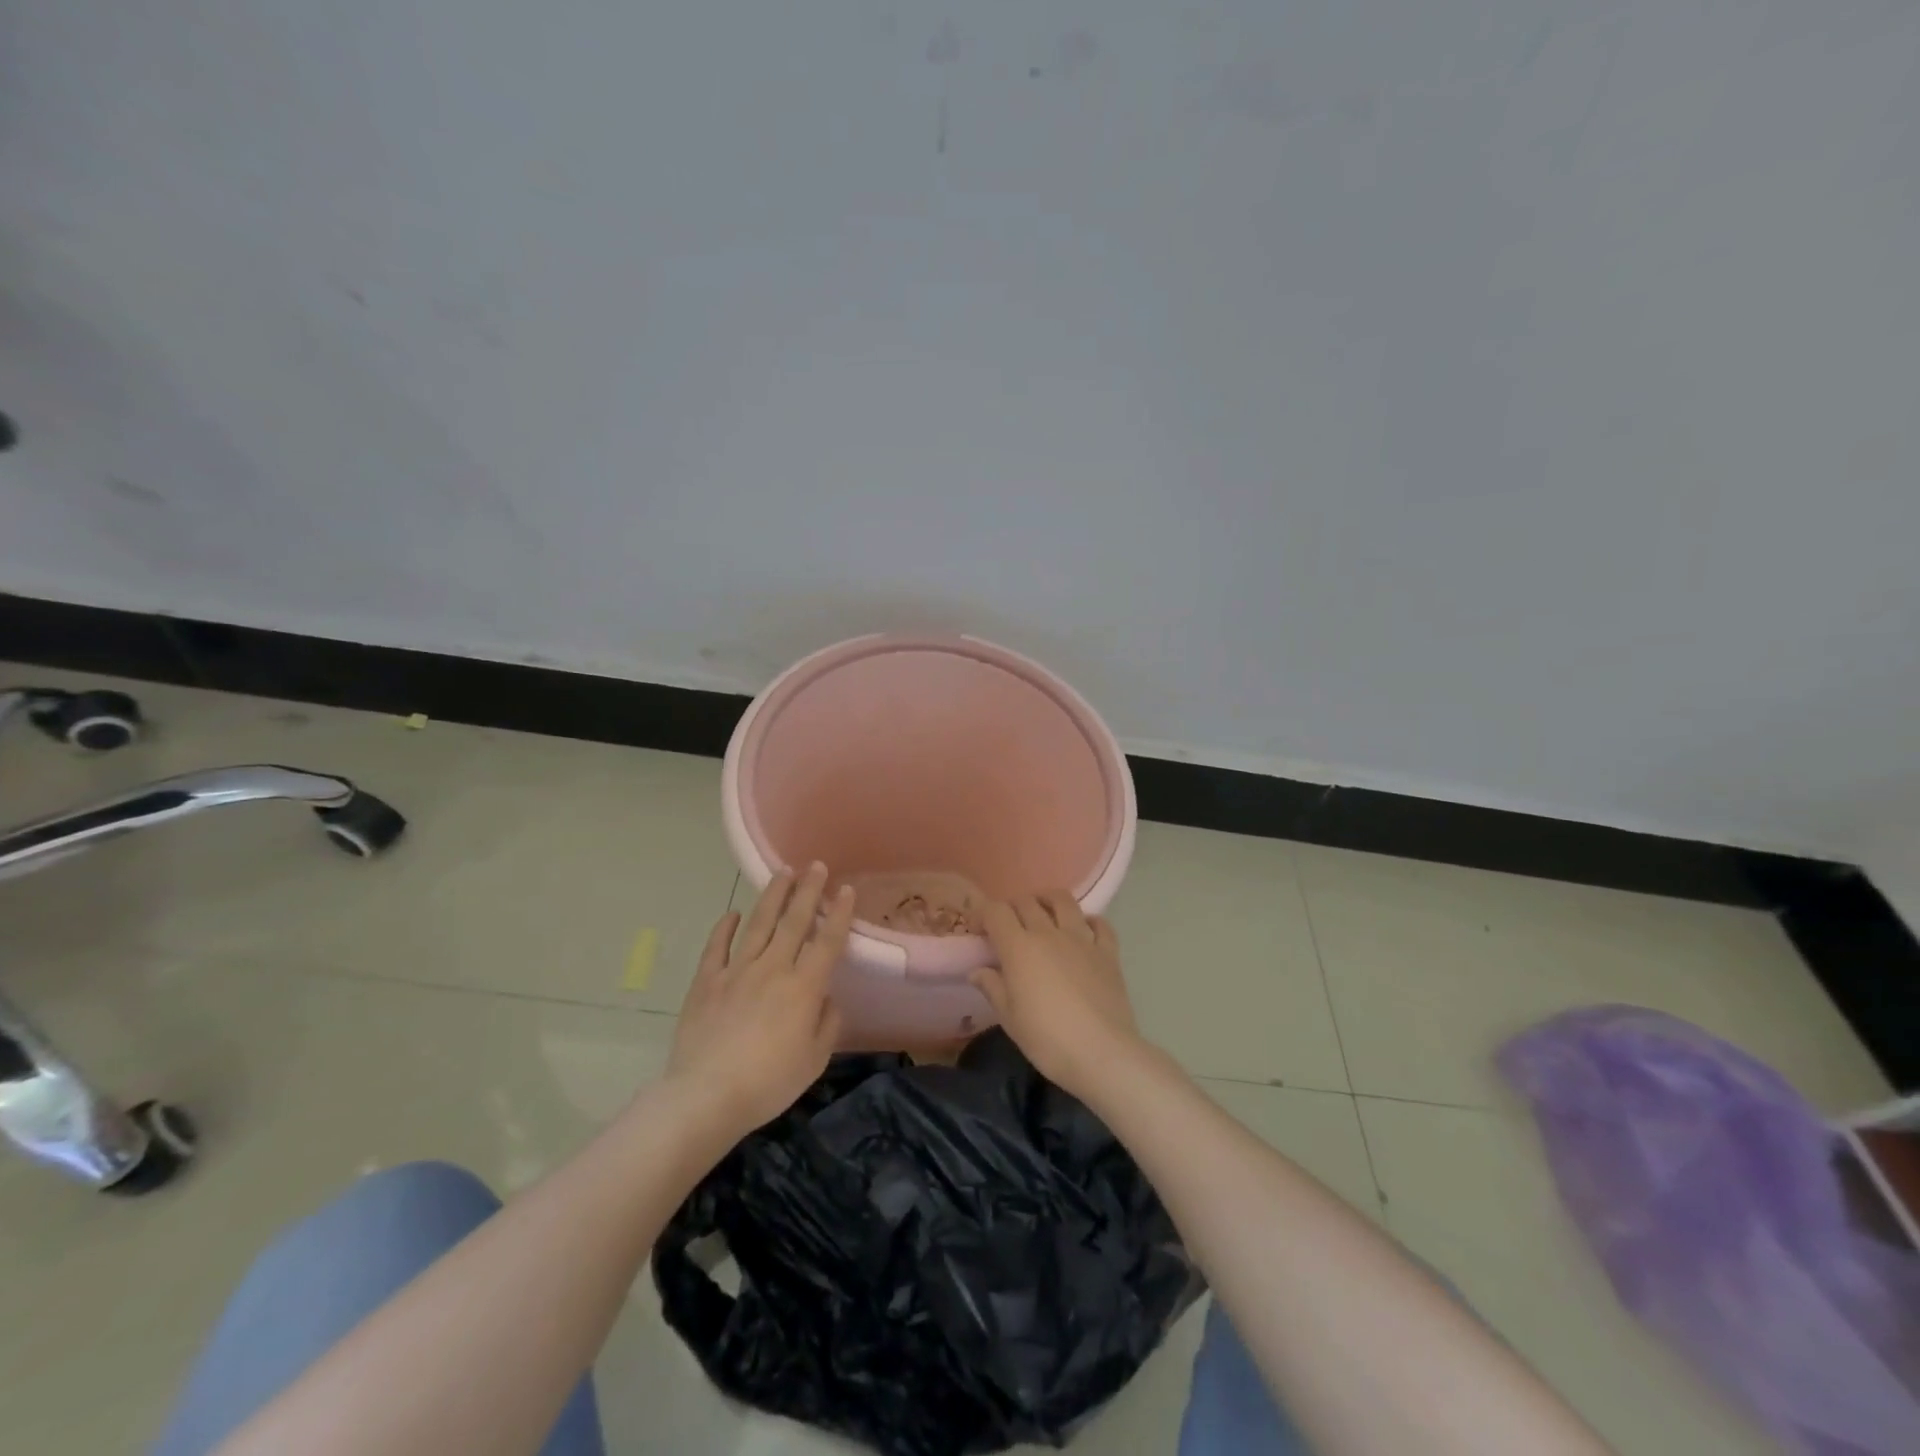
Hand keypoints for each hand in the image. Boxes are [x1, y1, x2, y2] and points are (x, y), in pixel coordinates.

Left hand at [668, 863, 852, 1135]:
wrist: (706, 1096)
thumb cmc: (768, 1082)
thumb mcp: (814, 1060)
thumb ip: (827, 1023)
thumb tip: (826, 999)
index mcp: (803, 987)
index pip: (827, 941)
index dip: (839, 913)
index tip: (846, 889)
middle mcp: (772, 968)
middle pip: (794, 921)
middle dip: (807, 890)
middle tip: (816, 865)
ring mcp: (736, 971)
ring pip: (758, 924)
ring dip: (772, 896)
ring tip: (782, 872)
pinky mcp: (706, 982)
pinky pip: (717, 947)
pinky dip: (725, 927)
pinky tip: (733, 914)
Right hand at [973, 892, 1142, 1098]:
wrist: (1102, 1053)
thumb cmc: (1047, 1039)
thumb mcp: (1010, 1018)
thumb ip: (992, 987)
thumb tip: (978, 970)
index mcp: (1019, 947)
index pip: (996, 912)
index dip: (983, 914)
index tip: (979, 930)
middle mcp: (1049, 933)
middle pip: (1027, 902)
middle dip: (1012, 907)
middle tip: (1007, 926)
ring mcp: (1082, 939)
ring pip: (1063, 901)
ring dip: (1048, 901)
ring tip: (1043, 913)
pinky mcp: (1108, 952)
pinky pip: (1099, 924)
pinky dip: (1088, 921)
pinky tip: (1083, 931)